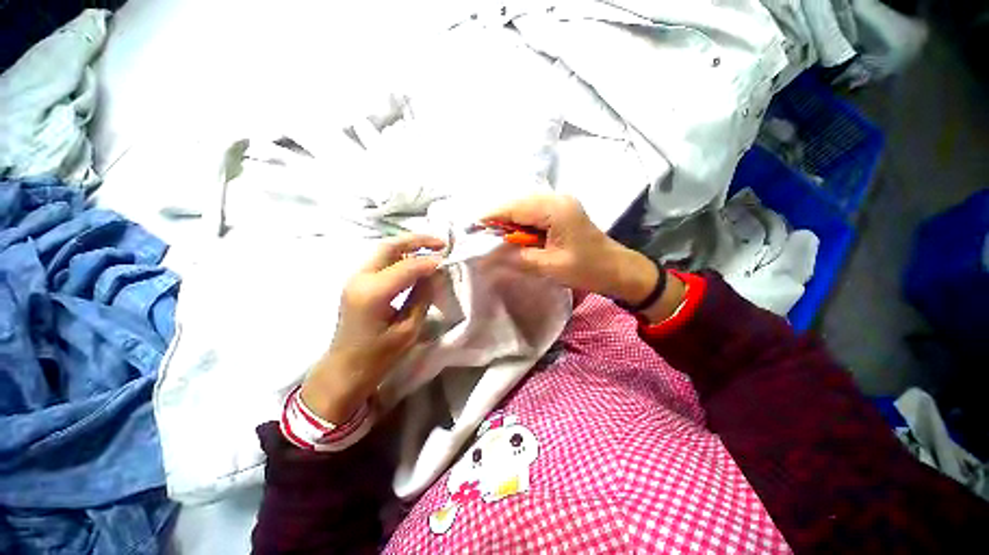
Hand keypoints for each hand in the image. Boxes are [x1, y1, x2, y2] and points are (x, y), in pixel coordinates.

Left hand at [300, 234, 445, 423]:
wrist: (344, 369)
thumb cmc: (378, 357)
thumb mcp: (408, 329)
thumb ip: (422, 297)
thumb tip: (435, 274)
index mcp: (373, 293)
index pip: (407, 267)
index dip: (430, 262)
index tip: (448, 261)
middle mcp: (360, 278)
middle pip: (390, 246)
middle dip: (418, 241)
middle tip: (441, 243)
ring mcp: (355, 278)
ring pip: (384, 250)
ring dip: (409, 246)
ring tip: (432, 248)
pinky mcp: (356, 282)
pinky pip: (380, 260)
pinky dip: (400, 256)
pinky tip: (415, 261)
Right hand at [484, 194, 657, 302]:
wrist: (617, 268)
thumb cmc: (587, 269)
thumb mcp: (549, 266)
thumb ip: (518, 257)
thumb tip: (489, 254)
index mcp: (555, 209)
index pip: (515, 207)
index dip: (492, 216)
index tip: (472, 228)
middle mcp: (557, 199)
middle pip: (518, 203)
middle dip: (498, 218)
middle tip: (482, 235)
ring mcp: (560, 203)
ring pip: (524, 206)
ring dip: (509, 220)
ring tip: (494, 237)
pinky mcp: (561, 211)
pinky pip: (534, 212)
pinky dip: (520, 222)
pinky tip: (515, 235)